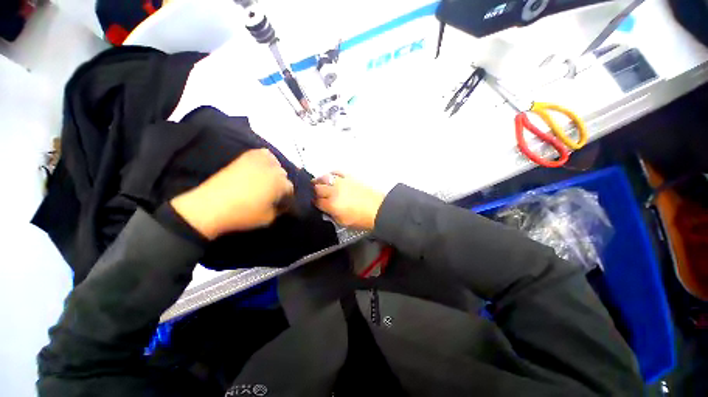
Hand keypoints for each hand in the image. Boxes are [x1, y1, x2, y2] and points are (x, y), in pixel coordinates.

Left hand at [171, 149, 293, 239]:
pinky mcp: (246, 158)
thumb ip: (280, 209)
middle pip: (283, 175)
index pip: (290, 189)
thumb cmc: (243, 214)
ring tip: (266, 180)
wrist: (211, 206)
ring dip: (274, 171)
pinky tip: (261, 167)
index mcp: (280, 183)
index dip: (285, 198)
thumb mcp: (268, 218)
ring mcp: (259, 161)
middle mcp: (273, 169)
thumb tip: (282, 204)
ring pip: (276, 163)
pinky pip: (263, 153)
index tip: (279, 204)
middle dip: (280, 184)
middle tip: (270, 194)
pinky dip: (265, 159)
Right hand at [313, 172, 383, 230]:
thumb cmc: (362, 218)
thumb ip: (331, 215)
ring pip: (324, 177)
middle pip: (317, 188)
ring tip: (316, 182)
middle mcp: (334, 191)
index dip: (314, 202)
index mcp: (331, 204)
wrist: (378, 209)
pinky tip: (330, 177)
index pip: (316, 201)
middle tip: (312, 192)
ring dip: (318, 180)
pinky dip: (331, 174)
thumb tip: (326, 209)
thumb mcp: (343, 222)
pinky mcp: (349, 177)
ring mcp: (342, 182)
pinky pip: (337, 172)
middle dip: (313, 191)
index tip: (314, 202)